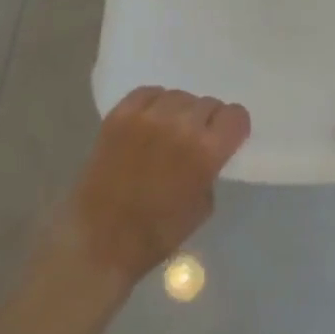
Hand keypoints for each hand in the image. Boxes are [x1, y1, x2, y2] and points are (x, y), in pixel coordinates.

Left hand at [54, 87, 250, 289]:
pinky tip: (150, 121)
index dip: (233, 127)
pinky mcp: (120, 114)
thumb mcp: (203, 206)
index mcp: (206, 151)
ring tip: (169, 130)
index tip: (227, 138)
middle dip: (207, 121)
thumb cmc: (157, 233)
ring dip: (180, 112)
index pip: (236, 115)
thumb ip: (211, 169)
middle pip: (208, 104)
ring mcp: (148, 116)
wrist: (98, 240)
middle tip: (194, 139)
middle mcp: (180, 125)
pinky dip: (154, 103)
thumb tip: (208, 151)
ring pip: (179, 96)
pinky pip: (148, 92)